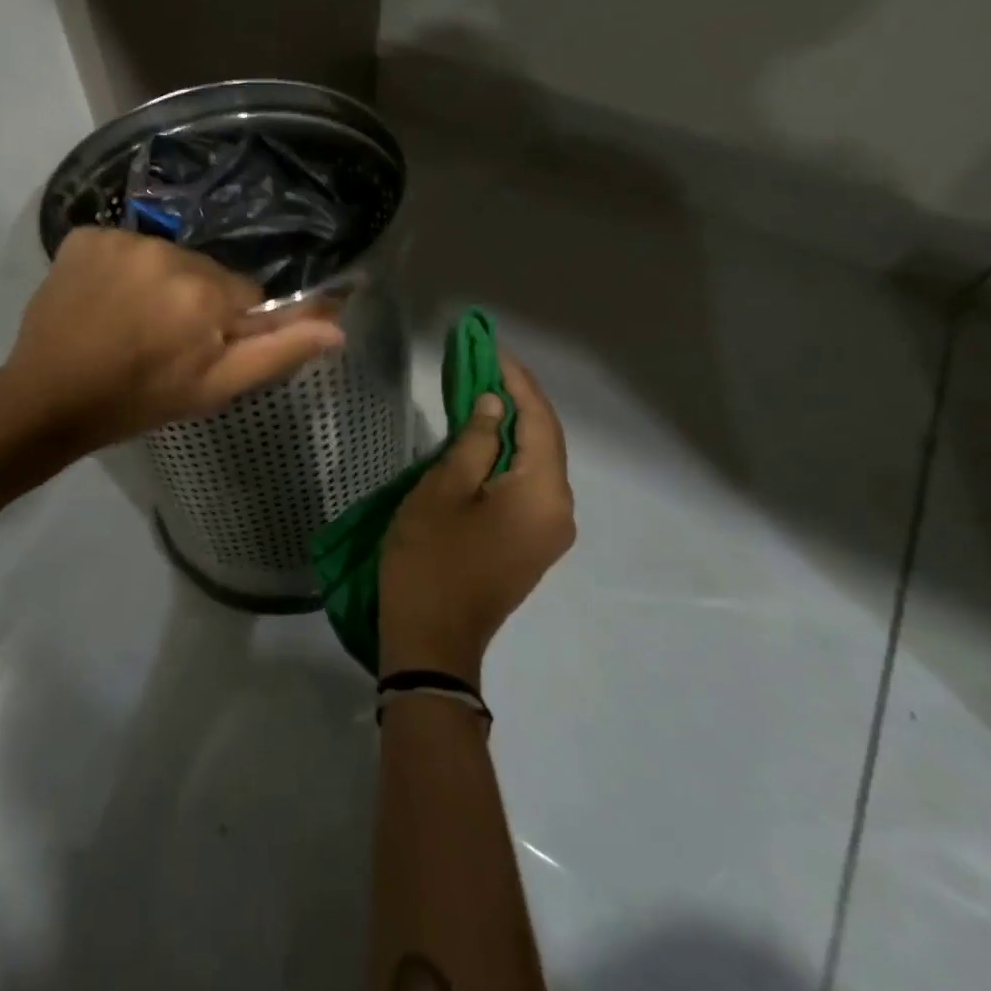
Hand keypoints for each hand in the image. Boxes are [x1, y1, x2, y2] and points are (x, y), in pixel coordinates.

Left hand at [0, 227, 343, 453]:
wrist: (47, 399)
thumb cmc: (138, 400)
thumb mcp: (215, 388)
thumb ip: (277, 352)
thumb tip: (338, 326)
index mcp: (203, 291)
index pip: (243, 293)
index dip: (224, 325)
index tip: (196, 351)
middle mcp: (165, 252)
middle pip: (204, 272)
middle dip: (193, 302)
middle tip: (160, 342)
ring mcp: (119, 239)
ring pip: (164, 258)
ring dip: (156, 284)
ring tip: (128, 323)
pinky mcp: (83, 236)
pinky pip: (122, 247)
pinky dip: (119, 269)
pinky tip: (102, 301)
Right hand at [379, 352, 574, 685]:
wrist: (432, 642)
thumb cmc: (431, 559)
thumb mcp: (443, 489)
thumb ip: (474, 440)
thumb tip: (494, 404)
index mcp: (543, 494)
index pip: (539, 421)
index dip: (516, 381)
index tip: (491, 349)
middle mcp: (559, 510)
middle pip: (545, 440)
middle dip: (516, 399)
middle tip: (482, 364)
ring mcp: (548, 532)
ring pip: (536, 463)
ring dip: (511, 427)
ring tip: (479, 392)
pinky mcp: (531, 544)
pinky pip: (527, 486)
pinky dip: (508, 456)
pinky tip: (483, 439)